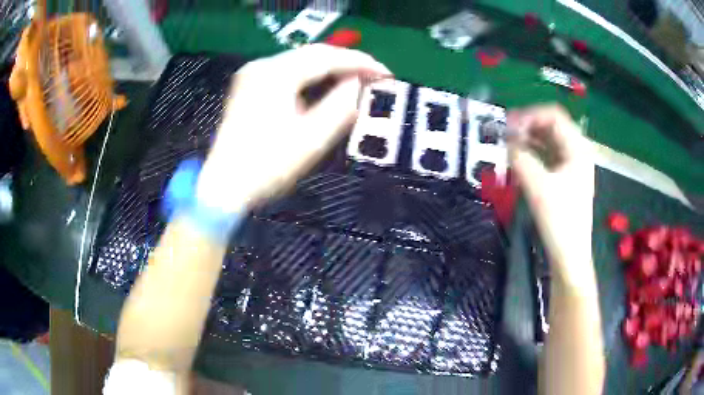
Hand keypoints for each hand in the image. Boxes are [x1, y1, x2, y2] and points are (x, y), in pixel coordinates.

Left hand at [196, 44, 391, 212]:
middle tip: (375, 76)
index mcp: (276, 75)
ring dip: (331, 68)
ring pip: (301, 61)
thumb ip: (341, 106)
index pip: (326, 58)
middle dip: (347, 62)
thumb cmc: (266, 167)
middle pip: (313, 54)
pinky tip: (326, 84)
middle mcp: (262, 66)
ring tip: (357, 79)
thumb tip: (357, 84)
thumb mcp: (312, 140)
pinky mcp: (249, 85)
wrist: (224, 187)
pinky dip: (312, 76)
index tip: (386, 74)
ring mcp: (253, 74)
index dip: (360, 63)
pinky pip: (288, 71)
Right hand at [507, 105, 595, 287]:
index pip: (553, 116)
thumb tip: (506, 142)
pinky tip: (519, 157)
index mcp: (577, 149)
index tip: (508, 126)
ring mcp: (571, 164)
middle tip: (506, 133)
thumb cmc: (560, 221)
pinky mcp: (564, 176)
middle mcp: (577, 151)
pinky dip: (533, 151)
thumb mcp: (538, 188)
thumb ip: (520, 159)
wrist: (569, 254)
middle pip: (551, 125)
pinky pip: (547, 154)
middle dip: (528, 125)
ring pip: (548, 139)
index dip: (530, 115)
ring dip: (529, 138)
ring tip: (509, 144)